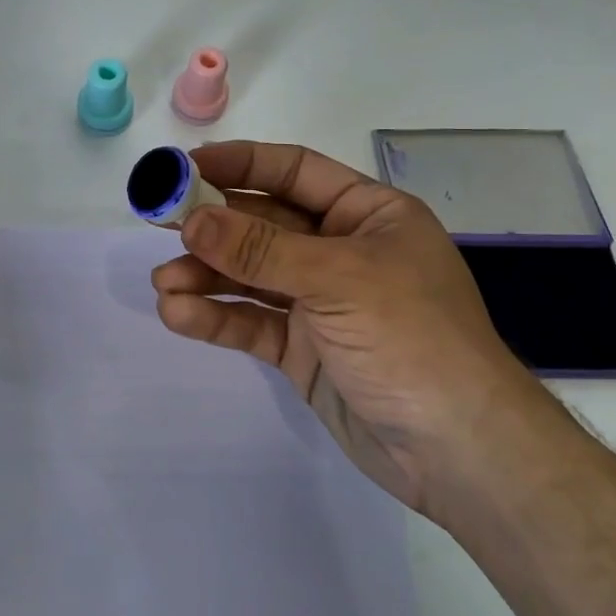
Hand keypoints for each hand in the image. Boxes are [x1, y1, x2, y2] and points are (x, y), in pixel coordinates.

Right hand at [150, 140, 553, 517]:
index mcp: (367, 215)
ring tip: (163, 282)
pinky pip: (252, 322)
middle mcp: (341, 251)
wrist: (458, 451)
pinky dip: (215, 317)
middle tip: (157, 220)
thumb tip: (192, 221)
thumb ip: (260, 250)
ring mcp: (320, 303)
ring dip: (205, 276)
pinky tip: (178, 314)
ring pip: (250, 276)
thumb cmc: (413, 338)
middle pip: (263, 224)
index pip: (295, 172)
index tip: (186, 166)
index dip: (240, 164)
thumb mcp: (338, 280)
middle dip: (212, 224)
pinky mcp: (303, 349)